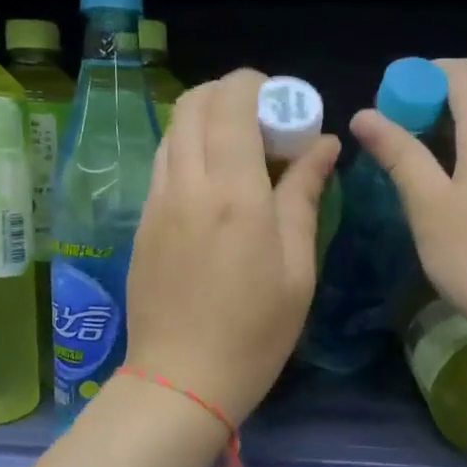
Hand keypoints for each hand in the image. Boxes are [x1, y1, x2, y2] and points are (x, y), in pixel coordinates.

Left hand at [126, 69, 340, 422]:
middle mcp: (186, 184)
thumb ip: (304, 195)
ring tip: (242, 154)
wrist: (181, 380)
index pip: (231, 101)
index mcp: (232, 192)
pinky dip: (190, 151)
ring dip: (207, 122)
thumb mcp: (297, 267)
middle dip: (230, 94)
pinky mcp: (142, 222)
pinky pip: (164, 163)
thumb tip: (323, 144)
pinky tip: (215, 187)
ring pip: (174, 131)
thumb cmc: (255, 331)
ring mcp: (156, 202)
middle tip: (266, 125)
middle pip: (194, 104)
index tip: (286, 105)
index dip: (258, 86)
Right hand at [350, 58, 466, 342]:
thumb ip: (398, 154)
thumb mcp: (427, 204)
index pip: (463, 74)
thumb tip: (365, 114)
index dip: (422, 74)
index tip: (389, 100)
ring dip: (441, 136)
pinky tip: (438, 194)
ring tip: (405, 166)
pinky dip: (460, 159)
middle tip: (387, 137)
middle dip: (426, 106)